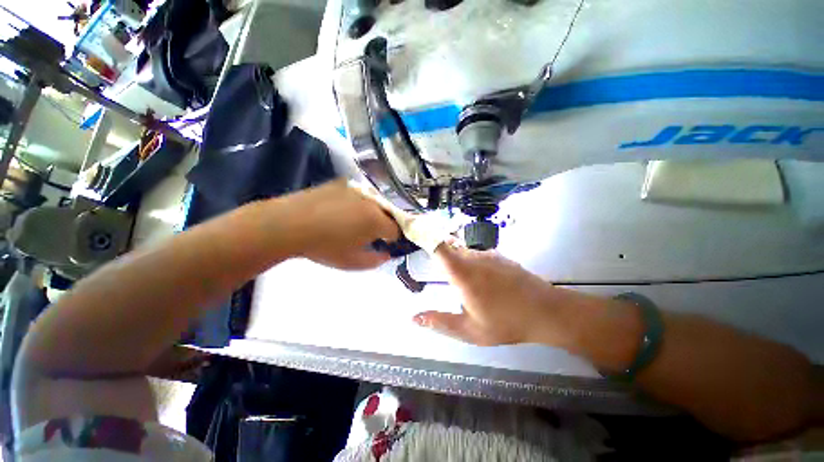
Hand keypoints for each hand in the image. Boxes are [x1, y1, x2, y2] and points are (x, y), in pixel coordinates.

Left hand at [284, 180, 400, 269]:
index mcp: (376, 220)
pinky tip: (341, 210)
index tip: (385, 244)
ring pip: (374, 202)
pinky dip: (357, 203)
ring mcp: (356, 189)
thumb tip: (387, 254)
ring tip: (354, 221)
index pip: (397, 229)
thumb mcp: (352, 262)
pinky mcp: (342, 183)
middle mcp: (371, 201)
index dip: (393, 239)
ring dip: (371, 212)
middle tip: (370, 234)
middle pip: (388, 213)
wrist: (288, 224)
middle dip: (384, 224)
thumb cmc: (323, 247)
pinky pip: (358, 194)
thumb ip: (376, 260)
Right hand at [413, 241, 580, 346]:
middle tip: (433, 268)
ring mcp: (488, 255)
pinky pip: (477, 255)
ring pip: (463, 251)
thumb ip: (440, 321)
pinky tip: (480, 282)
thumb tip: (413, 318)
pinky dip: (470, 262)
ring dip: (455, 260)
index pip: (438, 245)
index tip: (413, 231)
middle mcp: (473, 257)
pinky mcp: (499, 256)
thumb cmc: (506, 322)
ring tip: (460, 281)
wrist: (547, 312)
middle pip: (448, 246)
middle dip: (437, 252)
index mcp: (462, 272)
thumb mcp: (470, 330)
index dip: (424, 235)